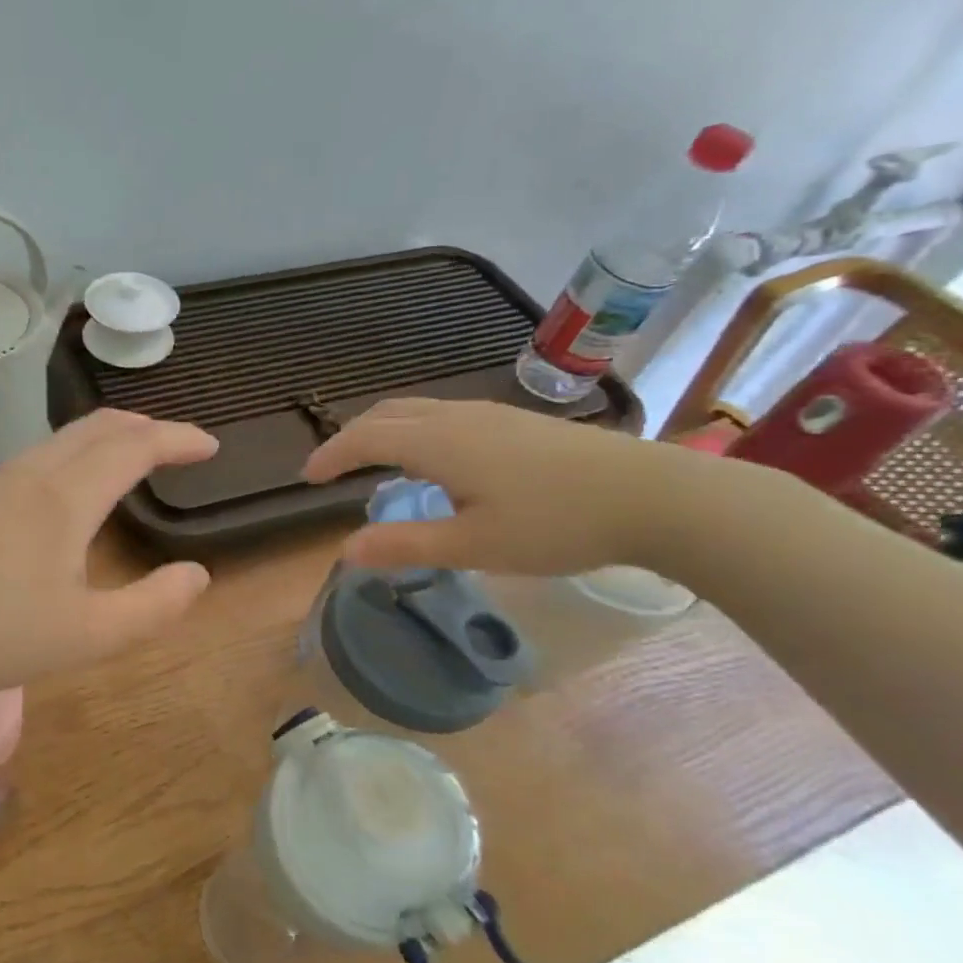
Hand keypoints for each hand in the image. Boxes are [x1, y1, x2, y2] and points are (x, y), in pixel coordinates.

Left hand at [0, 410, 218, 694]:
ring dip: (111, 435)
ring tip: (137, 457)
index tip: (211, 447)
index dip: (178, 439)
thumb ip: (154, 606)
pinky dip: (79, 449)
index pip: (135, 446)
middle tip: (179, 446)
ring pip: (67, 435)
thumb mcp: (90, 636)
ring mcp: (0, 479)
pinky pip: (42, 452)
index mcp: (66, 498)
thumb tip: (197, 574)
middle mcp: (34, 473)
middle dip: (148, 426)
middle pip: (100, 425)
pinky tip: (78, 483)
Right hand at [303, 398, 729, 576]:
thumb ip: (405, 545)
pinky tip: (433, 464)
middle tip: (332, 469)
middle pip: (387, 413)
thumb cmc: (557, 523)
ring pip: (417, 411)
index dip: (331, 455)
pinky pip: (444, 417)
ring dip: (384, 432)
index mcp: (438, 442)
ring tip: (374, 466)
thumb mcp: (474, 545)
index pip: (365, 437)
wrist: (656, 496)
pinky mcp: (516, 423)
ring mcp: (490, 415)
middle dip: (351, 437)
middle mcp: (457, 417)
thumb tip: (345, 550)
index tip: (307, 479)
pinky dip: (415, 432)